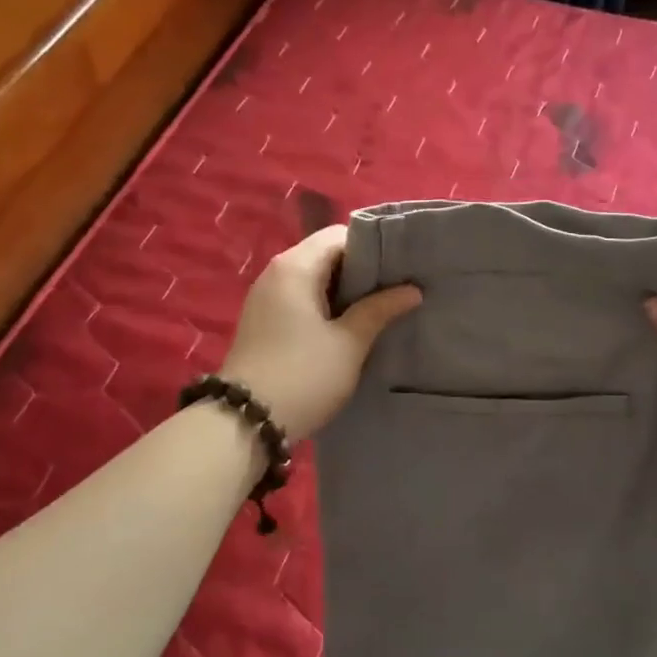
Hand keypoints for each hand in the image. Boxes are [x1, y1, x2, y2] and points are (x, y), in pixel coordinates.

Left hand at [221, 226, 421, 438]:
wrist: (245, 421)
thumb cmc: (303, 375)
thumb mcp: (349, 343)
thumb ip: (379, 310)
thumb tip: (411, 290)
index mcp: (295, 266)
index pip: (339, 235)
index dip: (373, 247)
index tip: (401, 268)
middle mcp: (276, 273)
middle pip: (325, 255)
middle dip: (361, 270)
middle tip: (396, 290)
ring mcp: (265, 298)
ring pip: (314, 279)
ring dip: (345, 291)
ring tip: (379, 309)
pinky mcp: (263, 321)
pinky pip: (301, 299)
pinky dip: (326, 306)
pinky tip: (348, 327)